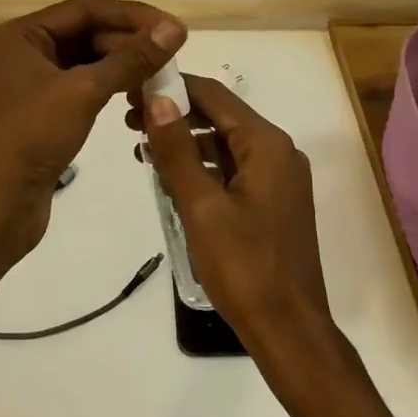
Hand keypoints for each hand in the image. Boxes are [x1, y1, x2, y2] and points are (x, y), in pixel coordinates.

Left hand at [0, 0, 185, 268]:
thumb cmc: (30, 139)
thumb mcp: (83, 92)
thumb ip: (130, 59)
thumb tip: (175, 29)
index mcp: (24, 34)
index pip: (87, 8)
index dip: (132, 15)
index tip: (173, 29)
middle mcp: (28, 51)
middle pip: (89, 33)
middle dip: (130, 43)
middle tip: (173, 58)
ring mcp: (36, 83)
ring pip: (90, 61)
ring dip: (125, 67)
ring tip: (162, 79)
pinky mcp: (47, 111)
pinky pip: (86, 87)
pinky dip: (113, 88)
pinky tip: (138, 99)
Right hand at [137, 75, 335, 359]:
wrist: (288, 328)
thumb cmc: (243, 266)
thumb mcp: (201, 206)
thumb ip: (177, 149)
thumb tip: (157, 97)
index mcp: (266, 144)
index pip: (215, 95)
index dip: (173, 87)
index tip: (133, 90)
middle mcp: (278, 151)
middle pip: (221, 117)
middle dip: (176, 115)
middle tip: (129, 122)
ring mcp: (279, 177)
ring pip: (225, 144)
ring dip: (186, 142)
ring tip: (141, 148)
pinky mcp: (273, 200)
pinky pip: (233, 169)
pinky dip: (202, 166)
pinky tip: (170, 177)